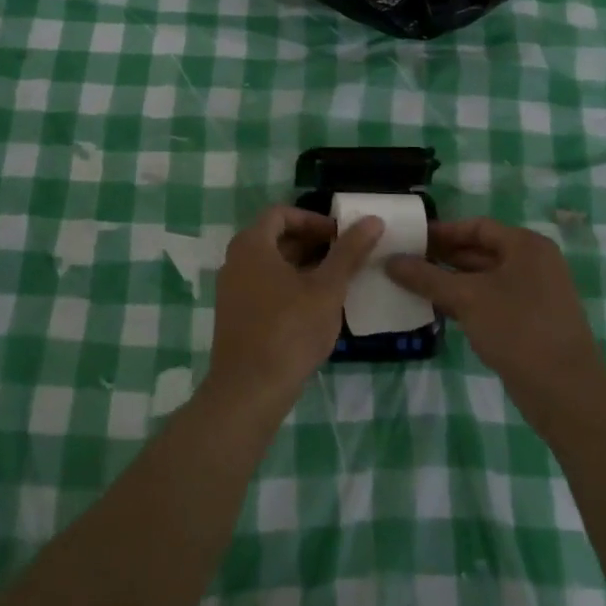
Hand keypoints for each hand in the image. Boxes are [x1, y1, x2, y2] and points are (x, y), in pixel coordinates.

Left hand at [206, 207, 383, 415]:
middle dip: (311, 243)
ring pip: (271, 265)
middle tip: (344, 256)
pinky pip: (263, 287)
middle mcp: (235, 261)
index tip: (340, 234)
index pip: (282, 213)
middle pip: (275, 238)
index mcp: (252, 245)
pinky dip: (289, 287)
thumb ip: (349, 252)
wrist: (249, 392)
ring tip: (336, 281)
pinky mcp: (235, 317)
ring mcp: (232, 291)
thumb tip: (373, 220)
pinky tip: (315, 308)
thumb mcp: (327, 288)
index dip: (313, 219)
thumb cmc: (289, 330)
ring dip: (303, 266)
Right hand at [386, 218, 605, 421]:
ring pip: (485, 278)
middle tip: (406, 261)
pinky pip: (493, 300)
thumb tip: (390, 261)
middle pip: (481, 251)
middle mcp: (534, 262)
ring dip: (453, 281)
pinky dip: (468, 301)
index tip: (411, 238)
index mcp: (526, 245)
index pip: (477, 227)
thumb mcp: (467, 299)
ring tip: (415, 284)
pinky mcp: (533, 321)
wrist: (567, 393)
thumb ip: (426, 277)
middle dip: (444, 257)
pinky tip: (440, 310)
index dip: (442, 231)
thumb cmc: (517, 330)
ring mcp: (536, 293)